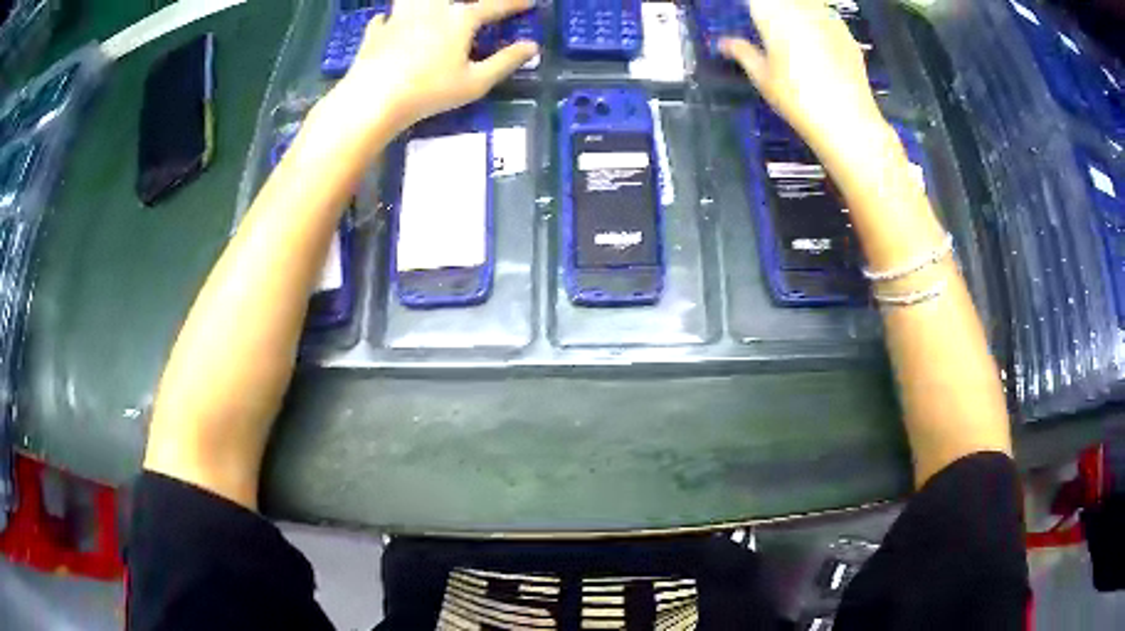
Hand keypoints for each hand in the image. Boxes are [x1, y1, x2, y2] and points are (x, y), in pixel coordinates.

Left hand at [332, 0, 537, 133]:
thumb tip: (532, 46)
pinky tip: (388, 21)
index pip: (494, 6)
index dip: (513, 4)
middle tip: (469, 10)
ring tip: (429, 9)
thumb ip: (505, 62)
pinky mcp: (375, 33)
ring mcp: (399, 18)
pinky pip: (383, 18)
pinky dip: (388, 18)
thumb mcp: (475, 82)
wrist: (373, 98)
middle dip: (468, 3)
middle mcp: (431, 9)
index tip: (530, 2)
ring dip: (422, 2)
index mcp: (460, 19)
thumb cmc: (429, 91)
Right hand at [719, 0, 892, 163]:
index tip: (747, 14)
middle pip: (781, 0)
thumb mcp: (763, 78)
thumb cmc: (798, 99)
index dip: (752, 7)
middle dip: (773, 7)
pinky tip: (815, 38)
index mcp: (773, 13)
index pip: (755, 0)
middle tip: (766, 23)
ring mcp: (827, 18)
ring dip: (795, 10)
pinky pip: (826, 14)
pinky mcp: (846, 32)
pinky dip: (816, 19)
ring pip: (806, 2)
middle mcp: (800, 8)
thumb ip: (742, 53)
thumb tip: (723, 44)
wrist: (846, 120)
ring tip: (791, 30)